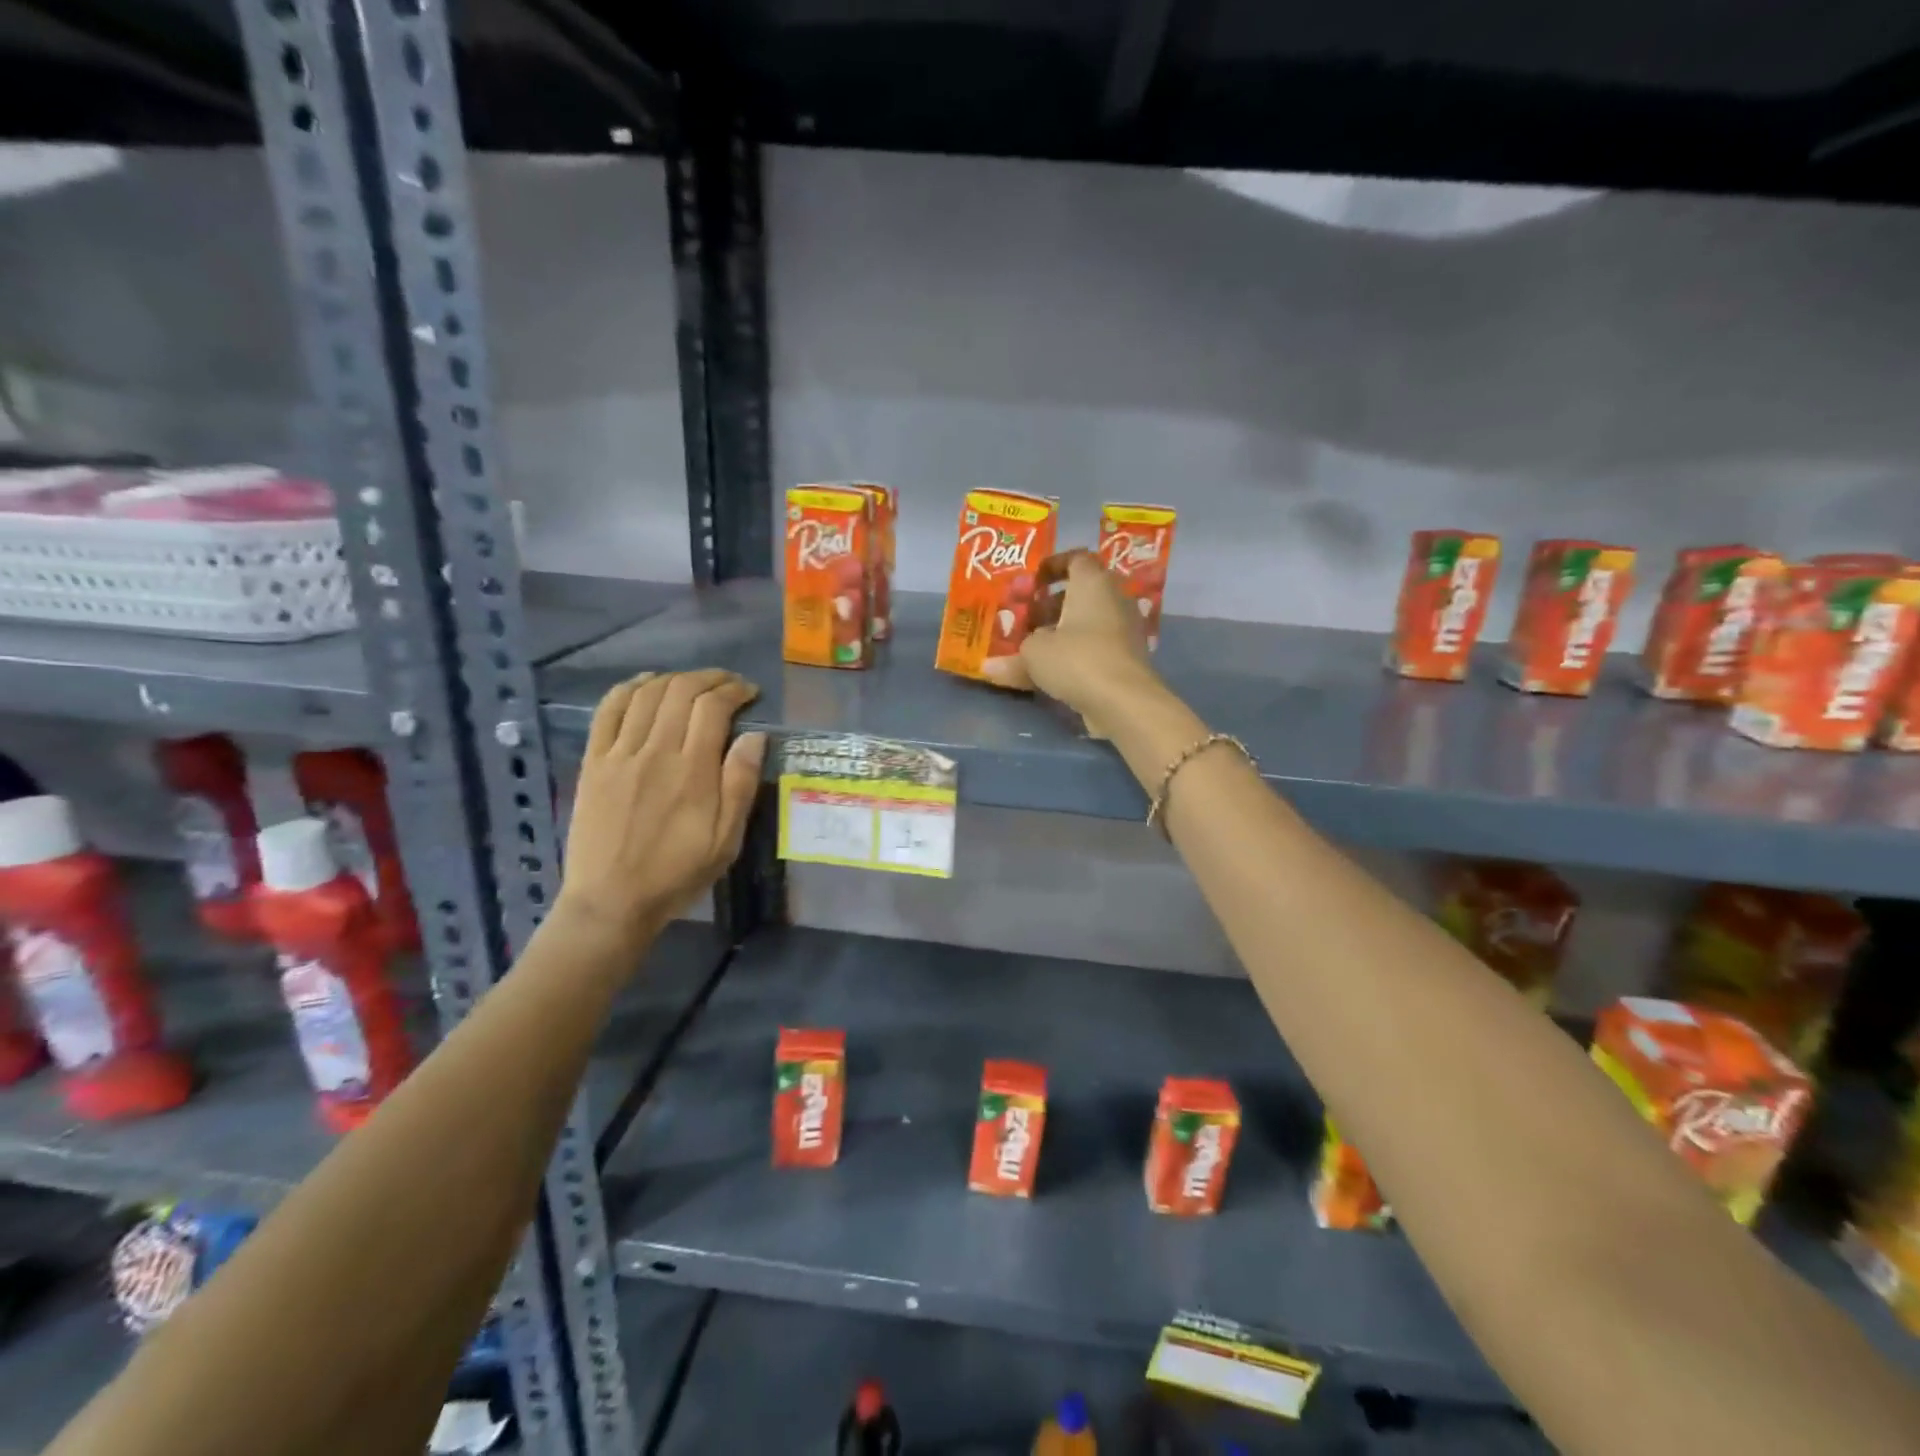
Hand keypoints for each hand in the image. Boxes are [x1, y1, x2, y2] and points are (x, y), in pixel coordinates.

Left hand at [558, 669, 767, 950]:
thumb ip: (740, 784)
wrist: (611, 900)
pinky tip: (644, 683)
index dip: (734, 691)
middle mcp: (655, 751)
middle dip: (710, 678)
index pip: (713, 707)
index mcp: (692, 771)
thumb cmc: (677, 873)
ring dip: (674, 678)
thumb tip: (755, 736)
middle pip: (681, 691)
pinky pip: (608, 710)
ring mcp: (619, 754)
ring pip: (647, 694)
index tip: (749, 693)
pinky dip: (628, 688)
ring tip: (693, 684)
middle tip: (727, 684)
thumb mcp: (726, 840)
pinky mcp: (594, 761)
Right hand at [983, 551, 1162, 733]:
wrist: (1125, 701)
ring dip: (1065, 629)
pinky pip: (1098, 645)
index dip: (1053, 566)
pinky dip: (1079, 651)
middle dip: (1053, 603)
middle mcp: (1115, 598)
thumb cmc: (1077, 659)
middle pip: (1082, 591)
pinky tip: (1057, 669)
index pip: (1076, 559)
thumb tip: (988, 666)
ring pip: (1090, 620)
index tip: (1032, 582)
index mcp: (1093, 583)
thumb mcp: (1034, 655)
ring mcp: (1126, 628)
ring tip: (1037, 646)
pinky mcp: (1129, 657)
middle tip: (1027, 618)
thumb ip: (1012, 657)